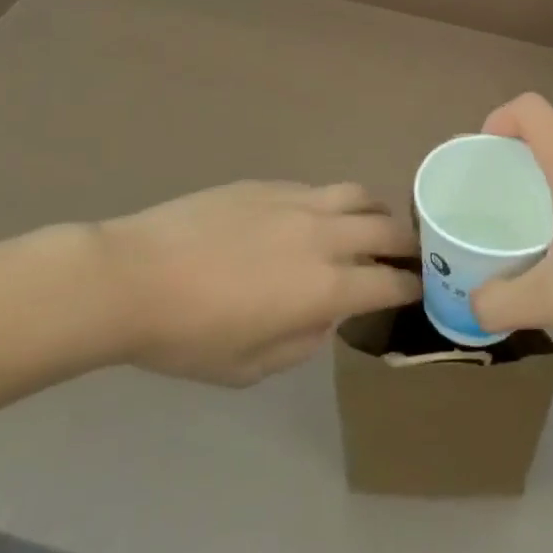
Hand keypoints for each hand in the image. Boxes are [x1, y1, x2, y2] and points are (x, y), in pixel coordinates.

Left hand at [97, 181, 419, 384]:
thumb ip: (303, 342)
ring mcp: (298, 202)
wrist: (132, 278)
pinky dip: (334, 204)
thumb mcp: (250, 367)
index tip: (421, 290)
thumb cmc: (188, 336)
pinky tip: (315, 218)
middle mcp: (324, 236)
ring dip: (377, 213)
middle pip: (388, 229)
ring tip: (371, 226)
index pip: (391, 281)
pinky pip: (319, 189)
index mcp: (325, 286)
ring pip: (360, 195)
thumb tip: (323, 316)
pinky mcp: (270, 185)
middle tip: (409, 256)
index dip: (414, 287)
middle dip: (409, 244)